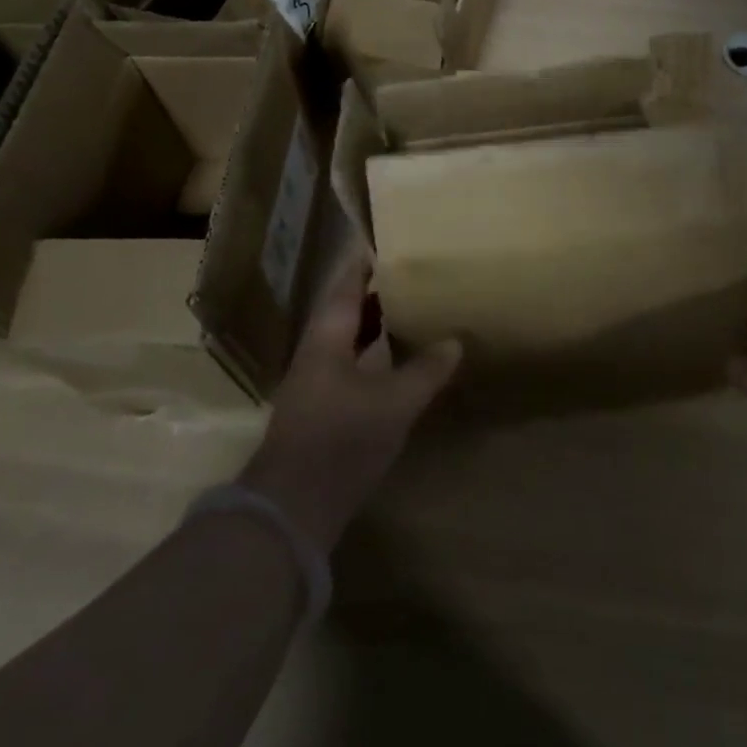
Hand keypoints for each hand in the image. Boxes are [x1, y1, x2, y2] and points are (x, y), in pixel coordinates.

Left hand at [239, 256, 460, 550]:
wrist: (292, 506)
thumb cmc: (341, 440)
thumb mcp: (394, 403)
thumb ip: (425, 370)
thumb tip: (455, 341)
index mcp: (328, 335)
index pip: (347, 281)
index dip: (368, 259)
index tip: (396, 240)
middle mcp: (319, 349)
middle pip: (348, 306)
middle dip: (379, 288)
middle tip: (417, 272)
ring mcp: (319, 379)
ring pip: (351, 336)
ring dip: (379, 320)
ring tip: (415, 307)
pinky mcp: (325, 406)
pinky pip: (354, 362)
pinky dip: (377, 351)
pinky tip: (401, 359)